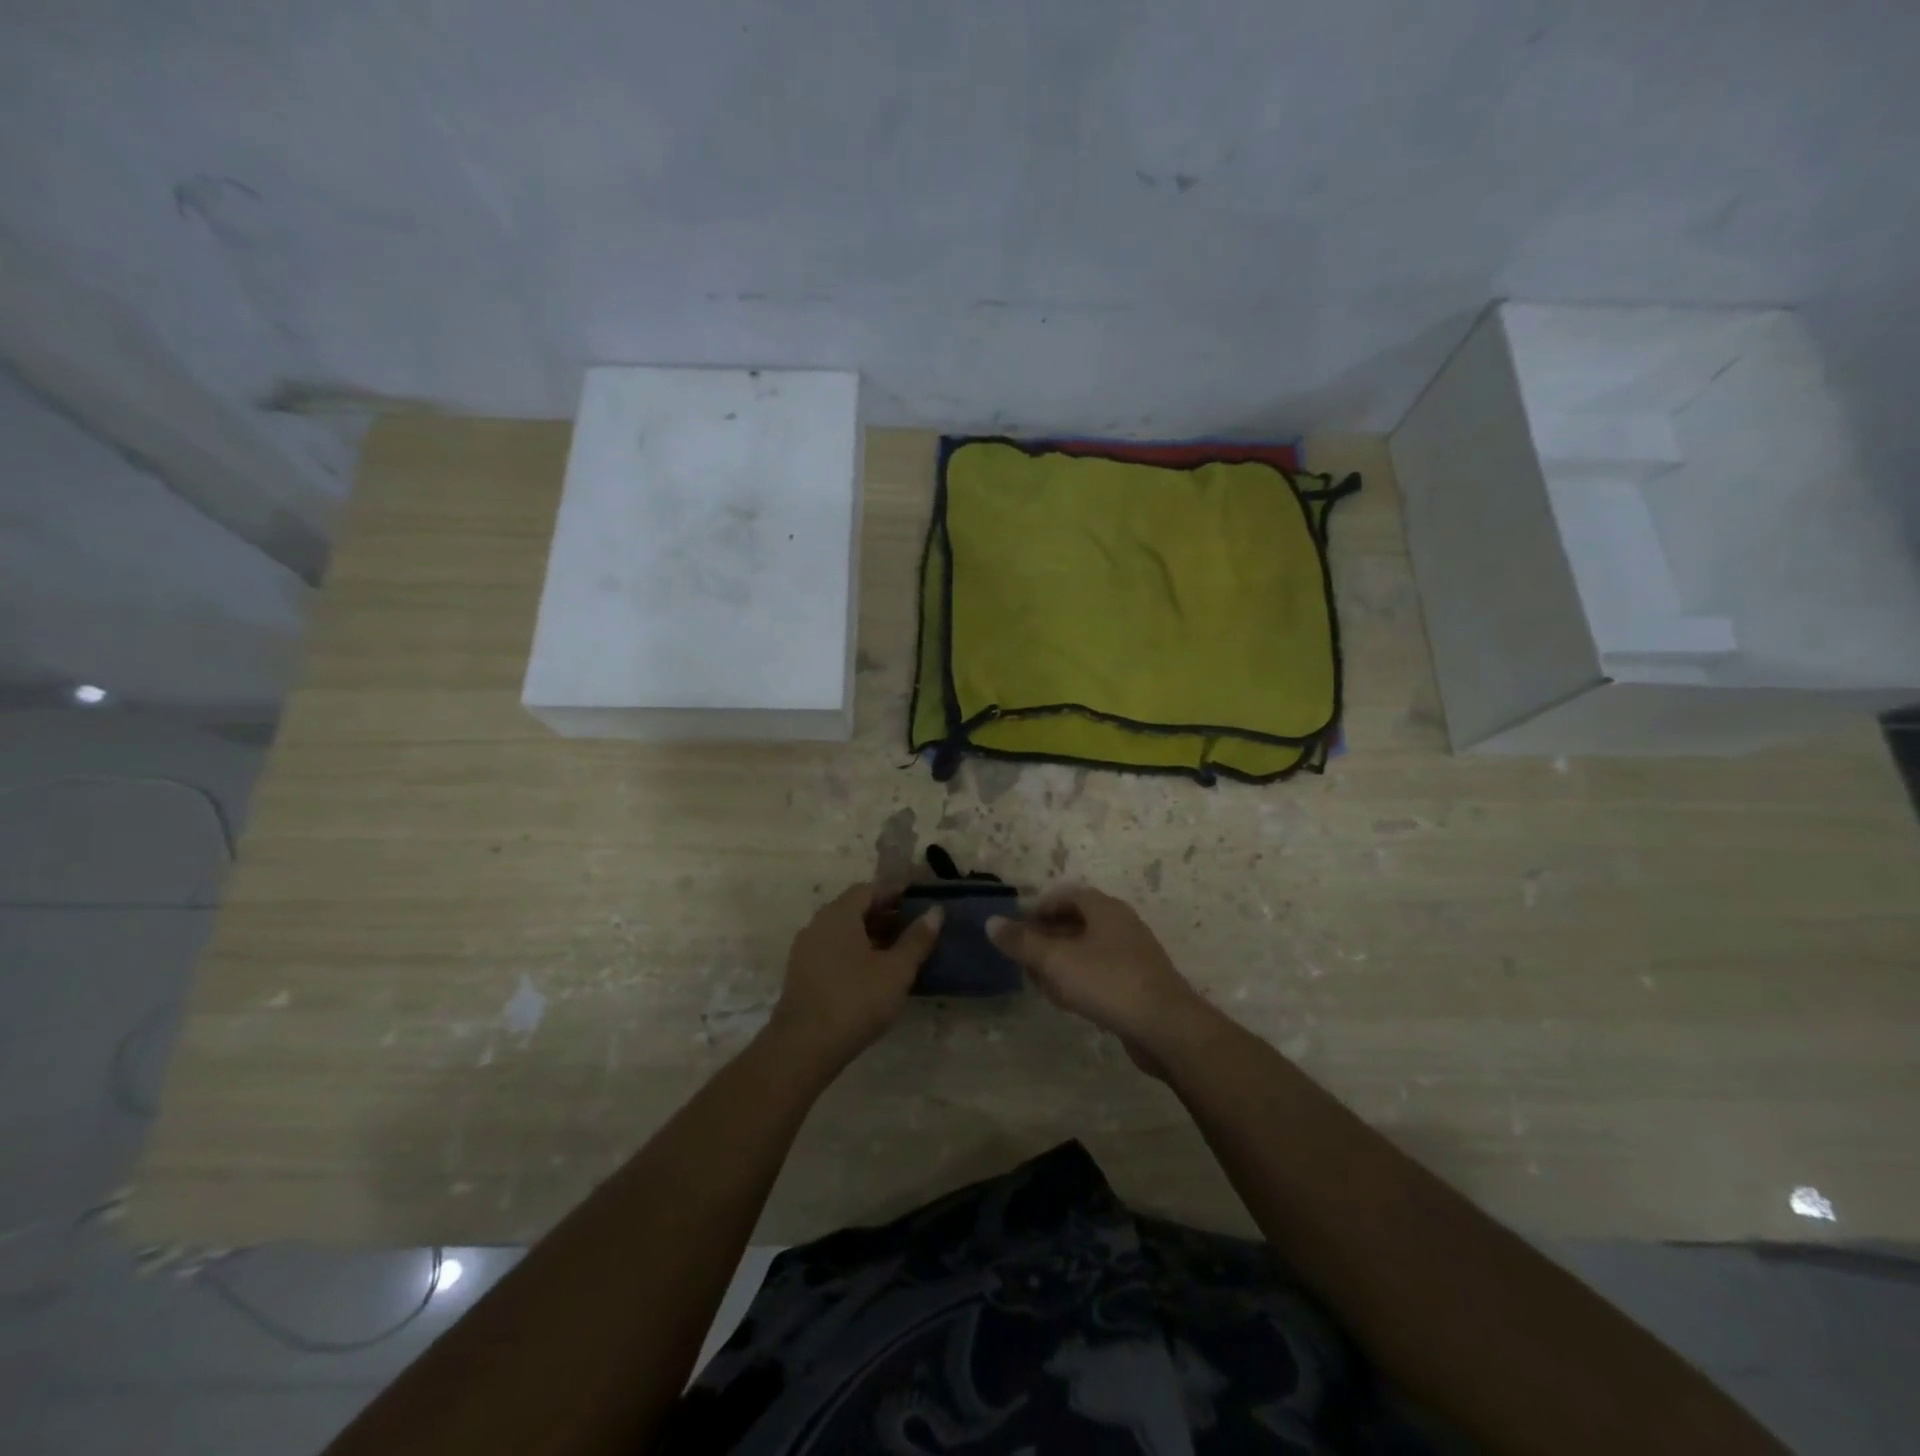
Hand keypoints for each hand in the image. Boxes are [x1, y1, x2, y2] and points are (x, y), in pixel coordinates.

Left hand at [769, 884, 940, 1071]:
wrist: (803, 1047)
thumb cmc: (855, 1000)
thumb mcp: (896, 970)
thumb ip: (917, 939)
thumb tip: (935, 911)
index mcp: (839, 914)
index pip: (869, 889)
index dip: (896, 892)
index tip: (919, 899)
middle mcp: (818, 924)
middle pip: (855, 908)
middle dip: (885, 913)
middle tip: (914, 926)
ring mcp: (806, 949)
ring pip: (843, 931)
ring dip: (871, 934)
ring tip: (899, 950)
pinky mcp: (802, 974)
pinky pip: (833, 950)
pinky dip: (856, 952)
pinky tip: (874, 972)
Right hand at [987, 887, 1211, 1058]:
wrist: (1167, 1027)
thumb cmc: (1108, 983)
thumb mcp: (1056, 960)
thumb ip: (1021, 942)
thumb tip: (990, 922)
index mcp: (1104, 908)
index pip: (1064, 896)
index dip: (1037, 910)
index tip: (1015, 930)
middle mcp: (1120, 924)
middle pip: (1075, 922)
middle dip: (1045, 939)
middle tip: (1022, 959)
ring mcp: (1132, 954)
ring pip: (1086, 950)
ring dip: (1060, 962)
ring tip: (1039, 983)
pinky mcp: (1138, 983)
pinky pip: (1100, 973)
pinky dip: (1079, 980)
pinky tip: (1067, 1001)